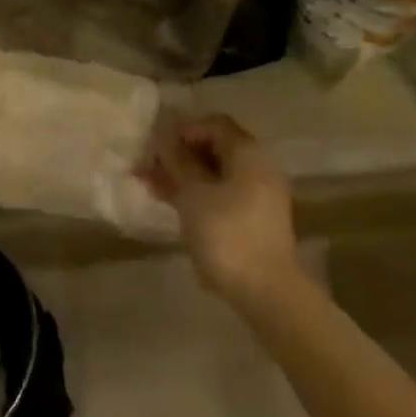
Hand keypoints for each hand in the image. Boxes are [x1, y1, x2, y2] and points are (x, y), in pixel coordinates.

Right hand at [139, 114, 297, 302]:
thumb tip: (163, 138)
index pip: (212, 124)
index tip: (156, 147)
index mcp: (248, 152)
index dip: (181, 130)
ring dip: (184, 176)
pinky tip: (172, 204)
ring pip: (215, 174)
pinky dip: (198, 194)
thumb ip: (176, 161)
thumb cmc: (227, 233)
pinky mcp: (255, 220)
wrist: (267, 293)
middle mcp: (258, 166)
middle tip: (148, 166)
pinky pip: (222, 194)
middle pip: (214, 148)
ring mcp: (259, 194)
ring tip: (151, 185)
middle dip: (179, 155)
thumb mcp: (193, 194)